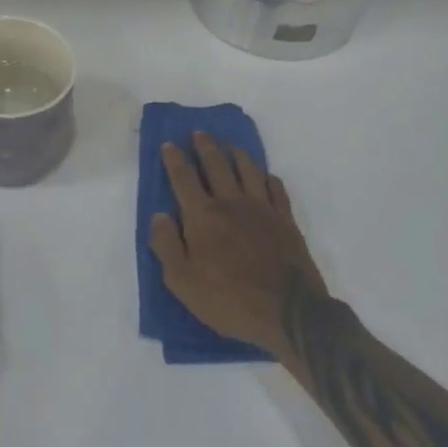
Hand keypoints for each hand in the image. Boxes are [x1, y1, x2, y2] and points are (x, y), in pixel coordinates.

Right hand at [150, 133, 328, 357]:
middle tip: (199, 132)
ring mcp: (262, 209)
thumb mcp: (182, 282)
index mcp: (203, 216)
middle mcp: (231, 203)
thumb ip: (166, 245)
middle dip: (205, 146)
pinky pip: (276, 189)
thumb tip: (159, 215)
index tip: (169, 143)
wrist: (288, 313)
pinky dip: (268, 177)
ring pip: (248, 170)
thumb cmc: (229, 300)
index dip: (174, 159)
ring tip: (230, 146)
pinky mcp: (286, 221)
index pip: (184, 178)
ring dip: (237, 154)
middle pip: (216, 165)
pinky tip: (265, 175)